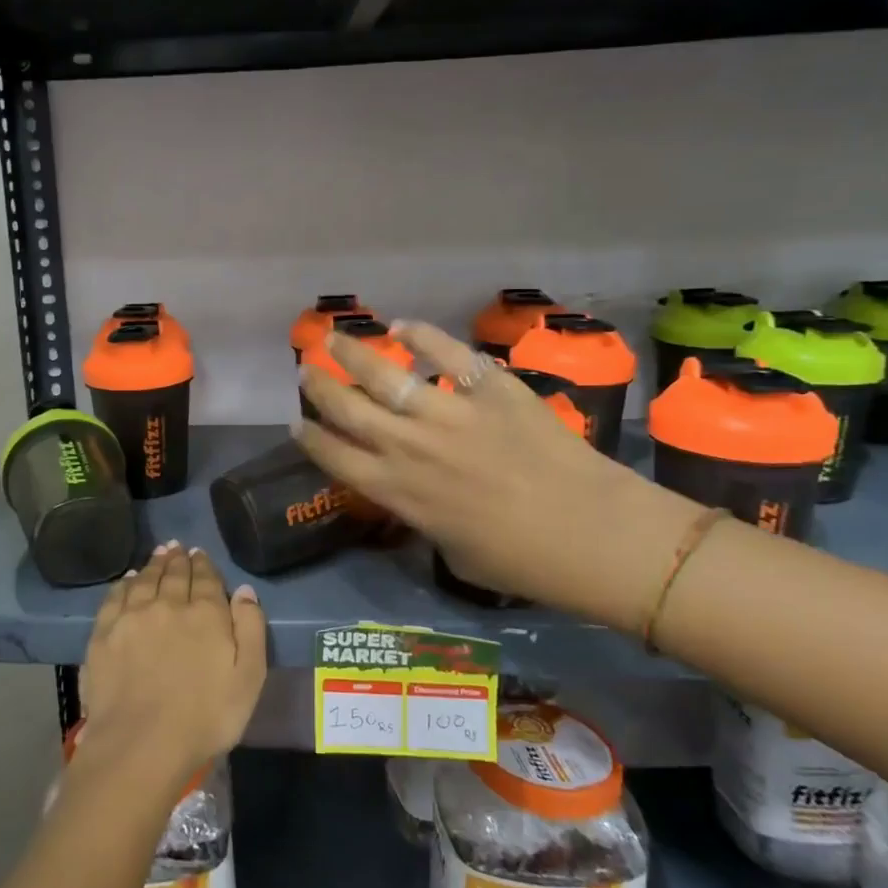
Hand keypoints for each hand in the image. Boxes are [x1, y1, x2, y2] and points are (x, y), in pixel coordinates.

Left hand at [77, 543, 267, 793]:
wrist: (141, 745)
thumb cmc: (205, 718)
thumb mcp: (249, 678)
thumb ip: (251, 628)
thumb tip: (244, 590)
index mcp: (205, 613)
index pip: (206, 579)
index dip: (204, 565)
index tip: (200, 554)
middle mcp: (167, 604)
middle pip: (174, 574)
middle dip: (178, 559)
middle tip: (178, 547)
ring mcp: (132, 617)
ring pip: (145, 580)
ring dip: (154, 565)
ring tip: (158, 554)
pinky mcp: (104, 634)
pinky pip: (116, 597)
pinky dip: (125, 583)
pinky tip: (129, 580)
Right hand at [295, 322, 699, 633]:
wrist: (592, 534)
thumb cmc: (522, 562)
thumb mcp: (453, 553)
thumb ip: (424, 517)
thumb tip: (419, 494)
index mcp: (398, 492)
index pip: (335, 458)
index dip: (310, 439)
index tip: (295, 422)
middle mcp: (409, 447)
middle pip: (347, 409)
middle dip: (320, 387)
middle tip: (305, 368)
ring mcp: (448, 413)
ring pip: (385, 375)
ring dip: (354, 353)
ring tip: (335, 337)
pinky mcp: (490, 388)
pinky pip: (448, 353)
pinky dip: (422, 335)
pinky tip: (403, 326)